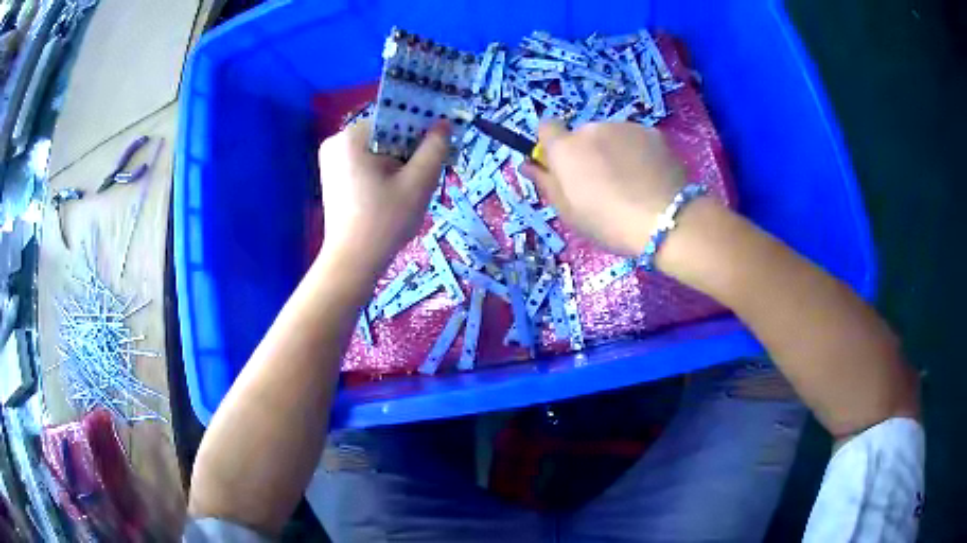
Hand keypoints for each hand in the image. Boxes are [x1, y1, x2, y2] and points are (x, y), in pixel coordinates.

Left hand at [316, 120, 449, 274]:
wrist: (352, 262)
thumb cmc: (385, 221)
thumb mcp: (418, 183)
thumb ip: (435, 148)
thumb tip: (443, 123)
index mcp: (352, 136)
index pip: (395, 118)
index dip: (420, 131)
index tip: (435, 153)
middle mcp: (336, 141)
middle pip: (385, 133)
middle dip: (408, 151)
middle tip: (421, 178)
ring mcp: (331, 160)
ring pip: (377, 149)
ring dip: (398, 163)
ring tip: (406, 191)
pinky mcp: (332, 177)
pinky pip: (366, 163)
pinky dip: (383, 173)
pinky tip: (391, 195)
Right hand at [521, 120, 684, 256]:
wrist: (665, 220)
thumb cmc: (608, 223)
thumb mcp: (568, 212)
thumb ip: (545, 182)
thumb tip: (528, 164)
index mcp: (566, 148)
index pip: (546, 126)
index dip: (552, 143)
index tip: (563, 165)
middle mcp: (591, 129)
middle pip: (582, 134)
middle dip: (587, 151)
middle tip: (604, 183)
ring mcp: (624, 127)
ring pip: (611, 135)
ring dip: (614, 151)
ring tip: (632, 183)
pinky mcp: (652, 132)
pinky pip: (636, 139)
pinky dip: (638, 152)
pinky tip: (650, 177)